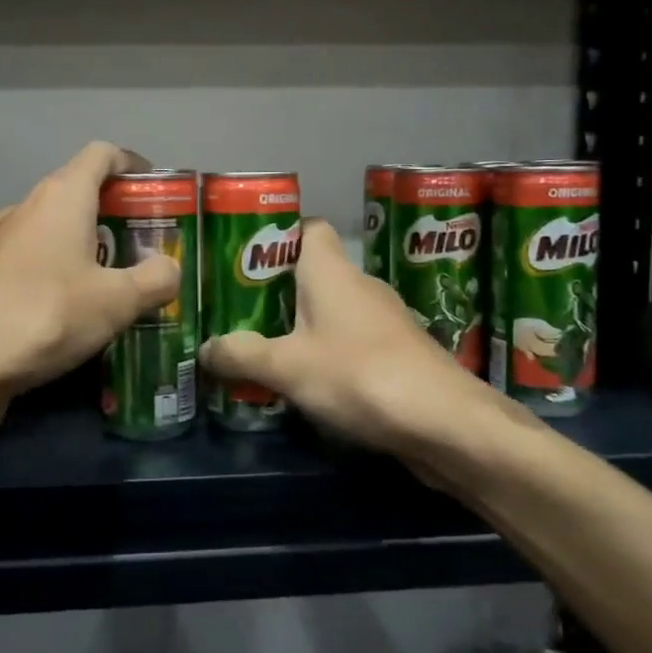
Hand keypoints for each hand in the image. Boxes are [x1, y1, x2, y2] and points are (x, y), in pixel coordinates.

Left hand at [0, 142, 180, 430]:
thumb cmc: (44, 316)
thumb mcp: (116, 301)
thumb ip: (155, 279)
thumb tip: (169, 268)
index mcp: (61, 197)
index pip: (102, 154)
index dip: (133, 164)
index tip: (157, 190)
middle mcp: (28, 208)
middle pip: (80, 191)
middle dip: (118, 212)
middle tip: (150, 244)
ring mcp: (2, 242)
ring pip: (56, 229)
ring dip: (90, 245)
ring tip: (121, 280)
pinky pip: (37, 260)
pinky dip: (64, 271)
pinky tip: (79, 310)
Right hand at [199, 218, 541, 486]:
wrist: (445, 423)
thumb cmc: (358, 374)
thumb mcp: (286, 367)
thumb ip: (241, 355)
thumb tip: (206, 349)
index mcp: (332, 271)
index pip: (308, 229)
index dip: (277, 239)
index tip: (245, 263)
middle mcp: (360, 285)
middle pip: (314, 274)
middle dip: (277, 292)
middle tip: (239, 314)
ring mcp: (385, 321)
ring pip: (333, 311)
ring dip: (303, 327)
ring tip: (265, 350)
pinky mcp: (399, 354)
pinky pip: (352, 342)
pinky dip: (329, 354)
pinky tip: (309, 383)